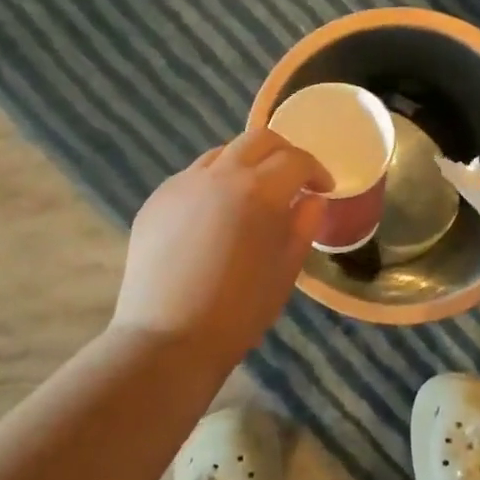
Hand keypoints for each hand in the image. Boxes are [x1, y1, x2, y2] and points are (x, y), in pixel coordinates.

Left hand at [112, 130, 331, 372]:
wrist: (168, 339)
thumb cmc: (240, 311)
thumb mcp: (286, 270)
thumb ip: (303, 225)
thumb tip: (311, 199)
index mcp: (258, 191)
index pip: (296, 160)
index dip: (316, 170)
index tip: (323, 188)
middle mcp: (218, 175)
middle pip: (258, 139)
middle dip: (283, 153)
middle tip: (294, 178)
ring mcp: (182, 185)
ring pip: (221, 154)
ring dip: (246, 164)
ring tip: (253, 195)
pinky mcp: (156, 200)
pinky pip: (192, 177)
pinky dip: (214, 183)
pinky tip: (215, 217)